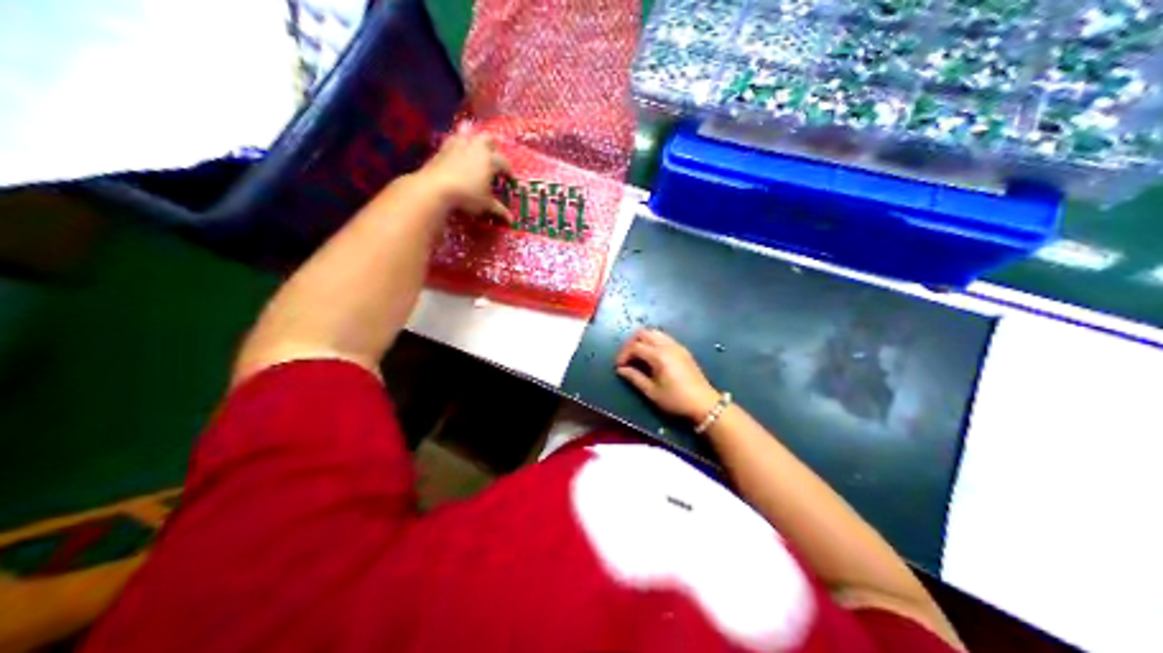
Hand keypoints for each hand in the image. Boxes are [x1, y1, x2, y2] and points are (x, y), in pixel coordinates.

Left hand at [415, 125, 509, 221]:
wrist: (435, 188)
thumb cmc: (466, 196)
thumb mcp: (485, 204)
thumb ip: (499, 209)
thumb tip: (511, 220)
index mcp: (490, 160)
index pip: (505, 163)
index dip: (509, 171)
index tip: (510, 179)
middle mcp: (477, 147)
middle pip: (489, 139)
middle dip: (494, 147)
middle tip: (494, 158)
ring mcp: (459, 145)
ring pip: (470, 133)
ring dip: (474, 138)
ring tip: (475, 147)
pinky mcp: (444, 147)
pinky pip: (453, 138)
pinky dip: (457, 141)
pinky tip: (457, 148)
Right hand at [612, 326, 724, 423]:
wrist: (704, 403)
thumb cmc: (676, 400)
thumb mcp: (652, 392)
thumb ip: (635, 378)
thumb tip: (621, 370)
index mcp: (659, 355)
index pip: (634, 346)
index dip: (623, 355)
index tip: (619, 367)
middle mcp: (667, 345)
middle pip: (643, 333)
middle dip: (631, 343)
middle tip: (626, 358)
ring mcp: (677, 346)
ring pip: (654, 332)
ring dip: (643, 340)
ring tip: (637, 356)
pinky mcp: (683, 350)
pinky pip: (664, 337)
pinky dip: (653, 341)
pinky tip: (652, 356)